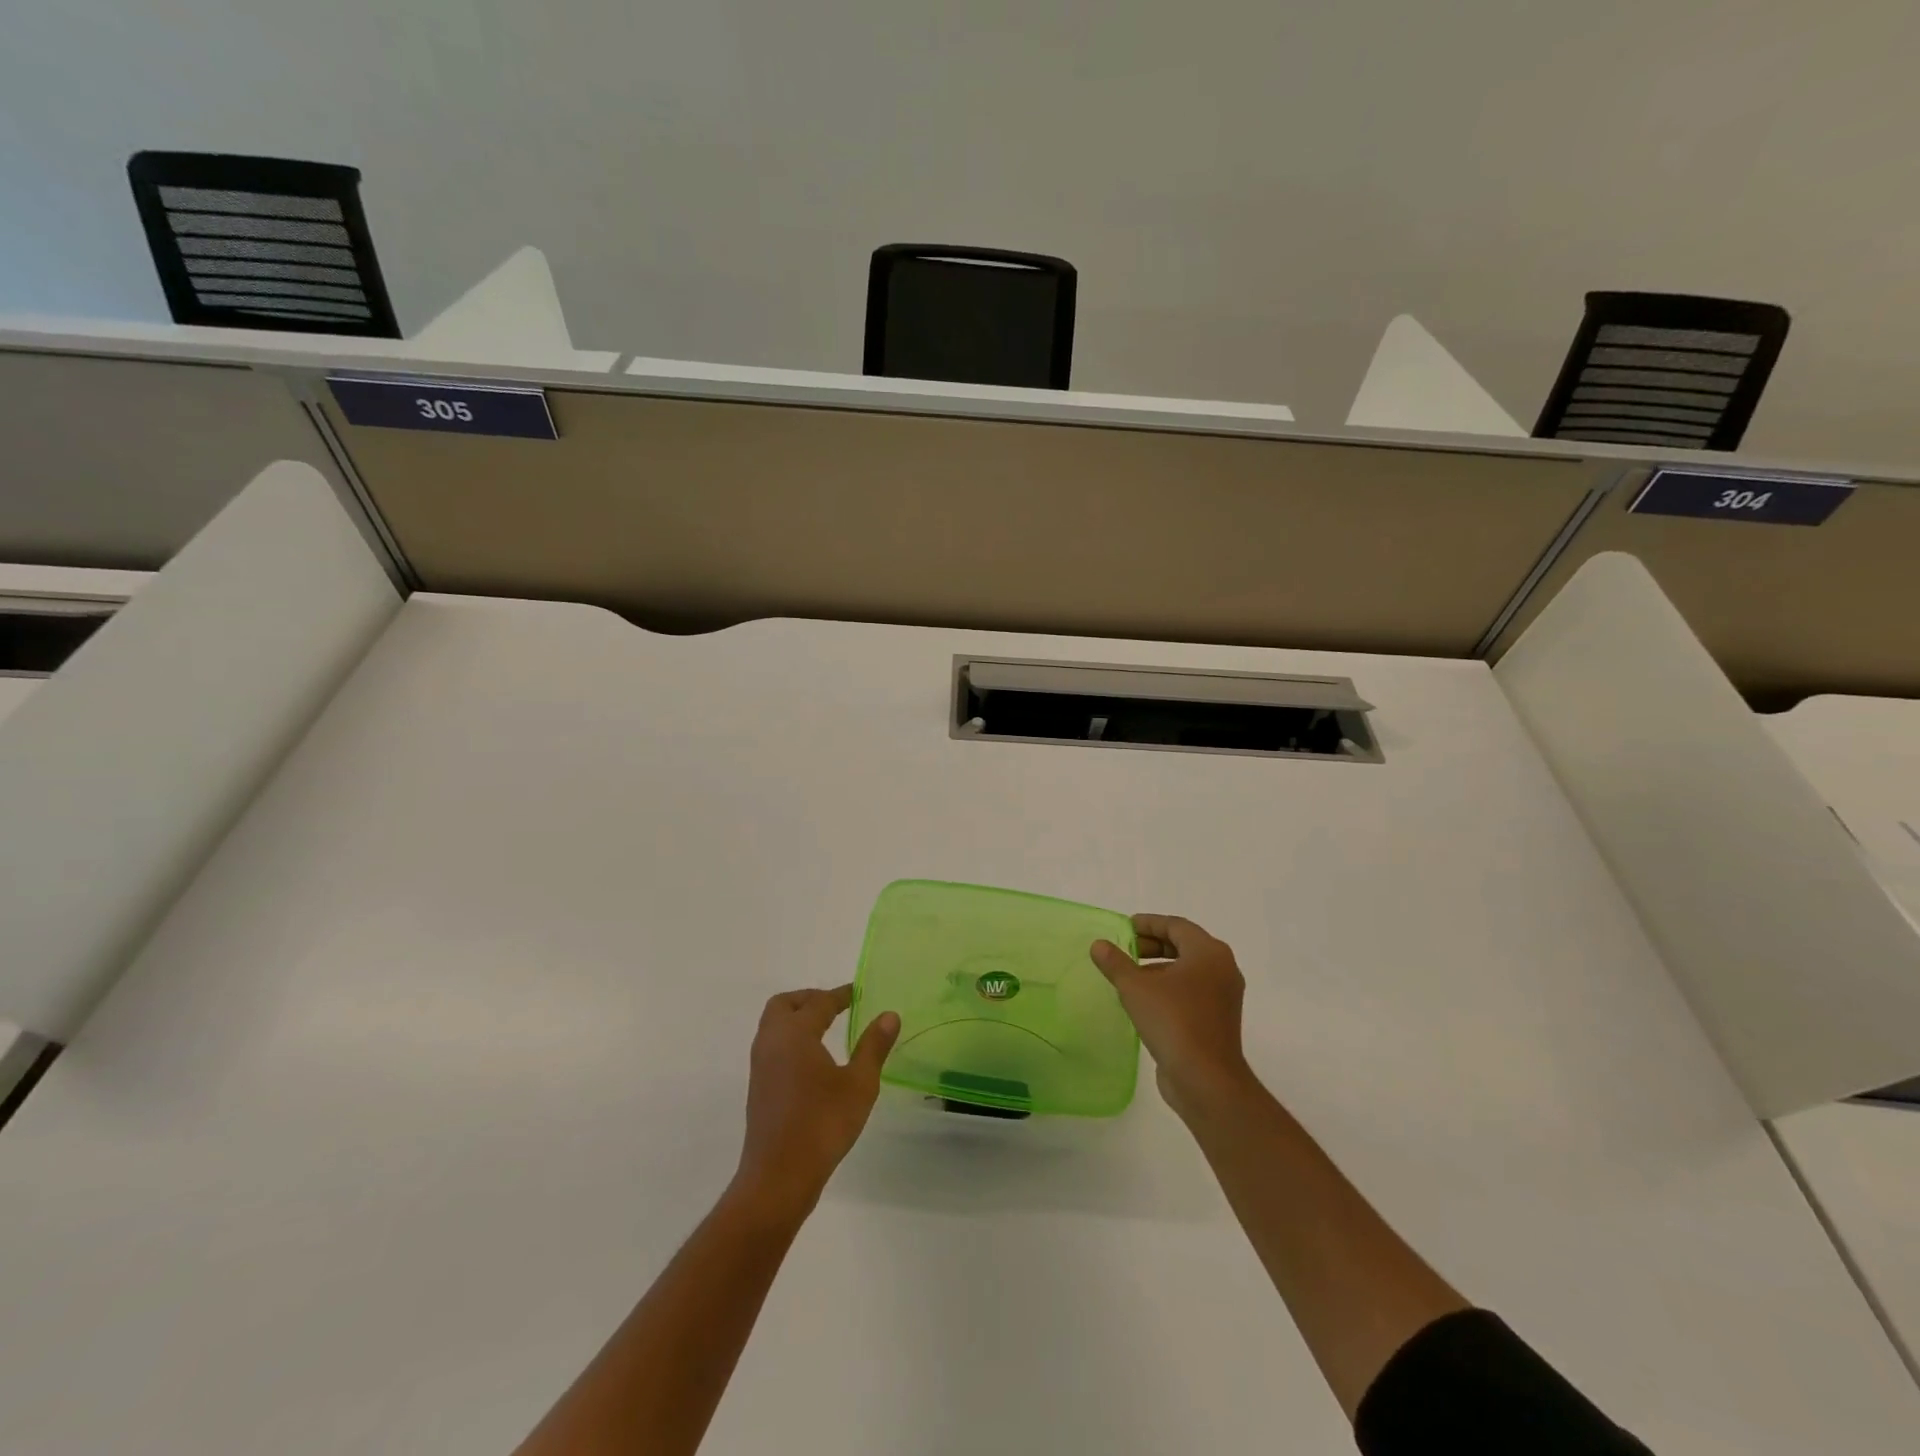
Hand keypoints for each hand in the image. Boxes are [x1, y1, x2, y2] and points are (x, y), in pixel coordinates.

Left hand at [733, 986, 899, 1218]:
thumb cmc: (822, 1125)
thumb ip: (873, 1046)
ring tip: (827, 1029)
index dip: (840, 995)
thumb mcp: (859, 1084)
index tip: (858, 992)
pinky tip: (812, 1059)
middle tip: (836, 1006)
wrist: (778, 1177)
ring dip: (797, 1018)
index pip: (819, 1002)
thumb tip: (889, 1015)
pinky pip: (773, 1046)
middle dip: (809, 999)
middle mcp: (772, 1042)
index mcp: (795, 1034)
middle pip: (784, 1004)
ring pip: (774, 1026)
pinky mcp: (759, 1088)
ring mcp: (761, 1066)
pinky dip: (791, 1039)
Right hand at [1091, 915, 1253, 1120]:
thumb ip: (1116, 962)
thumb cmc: (1173, 1021)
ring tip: (1129, 976)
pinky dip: (1169, 988)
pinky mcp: (1218, 1020)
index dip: (1148, 923)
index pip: (1176, 925)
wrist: (1206, 1080)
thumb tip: (1099, 945)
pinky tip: (1144, 1001)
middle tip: (1125, 950)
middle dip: (1153, 945)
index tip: (1124, 927)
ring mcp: (1223, 996)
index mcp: (1209, 953)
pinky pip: (1191, 992)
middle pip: (1184, 945)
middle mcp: (1222, 969)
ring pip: (1188, 970)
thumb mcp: (1135, 988)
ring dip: (1159, 968)